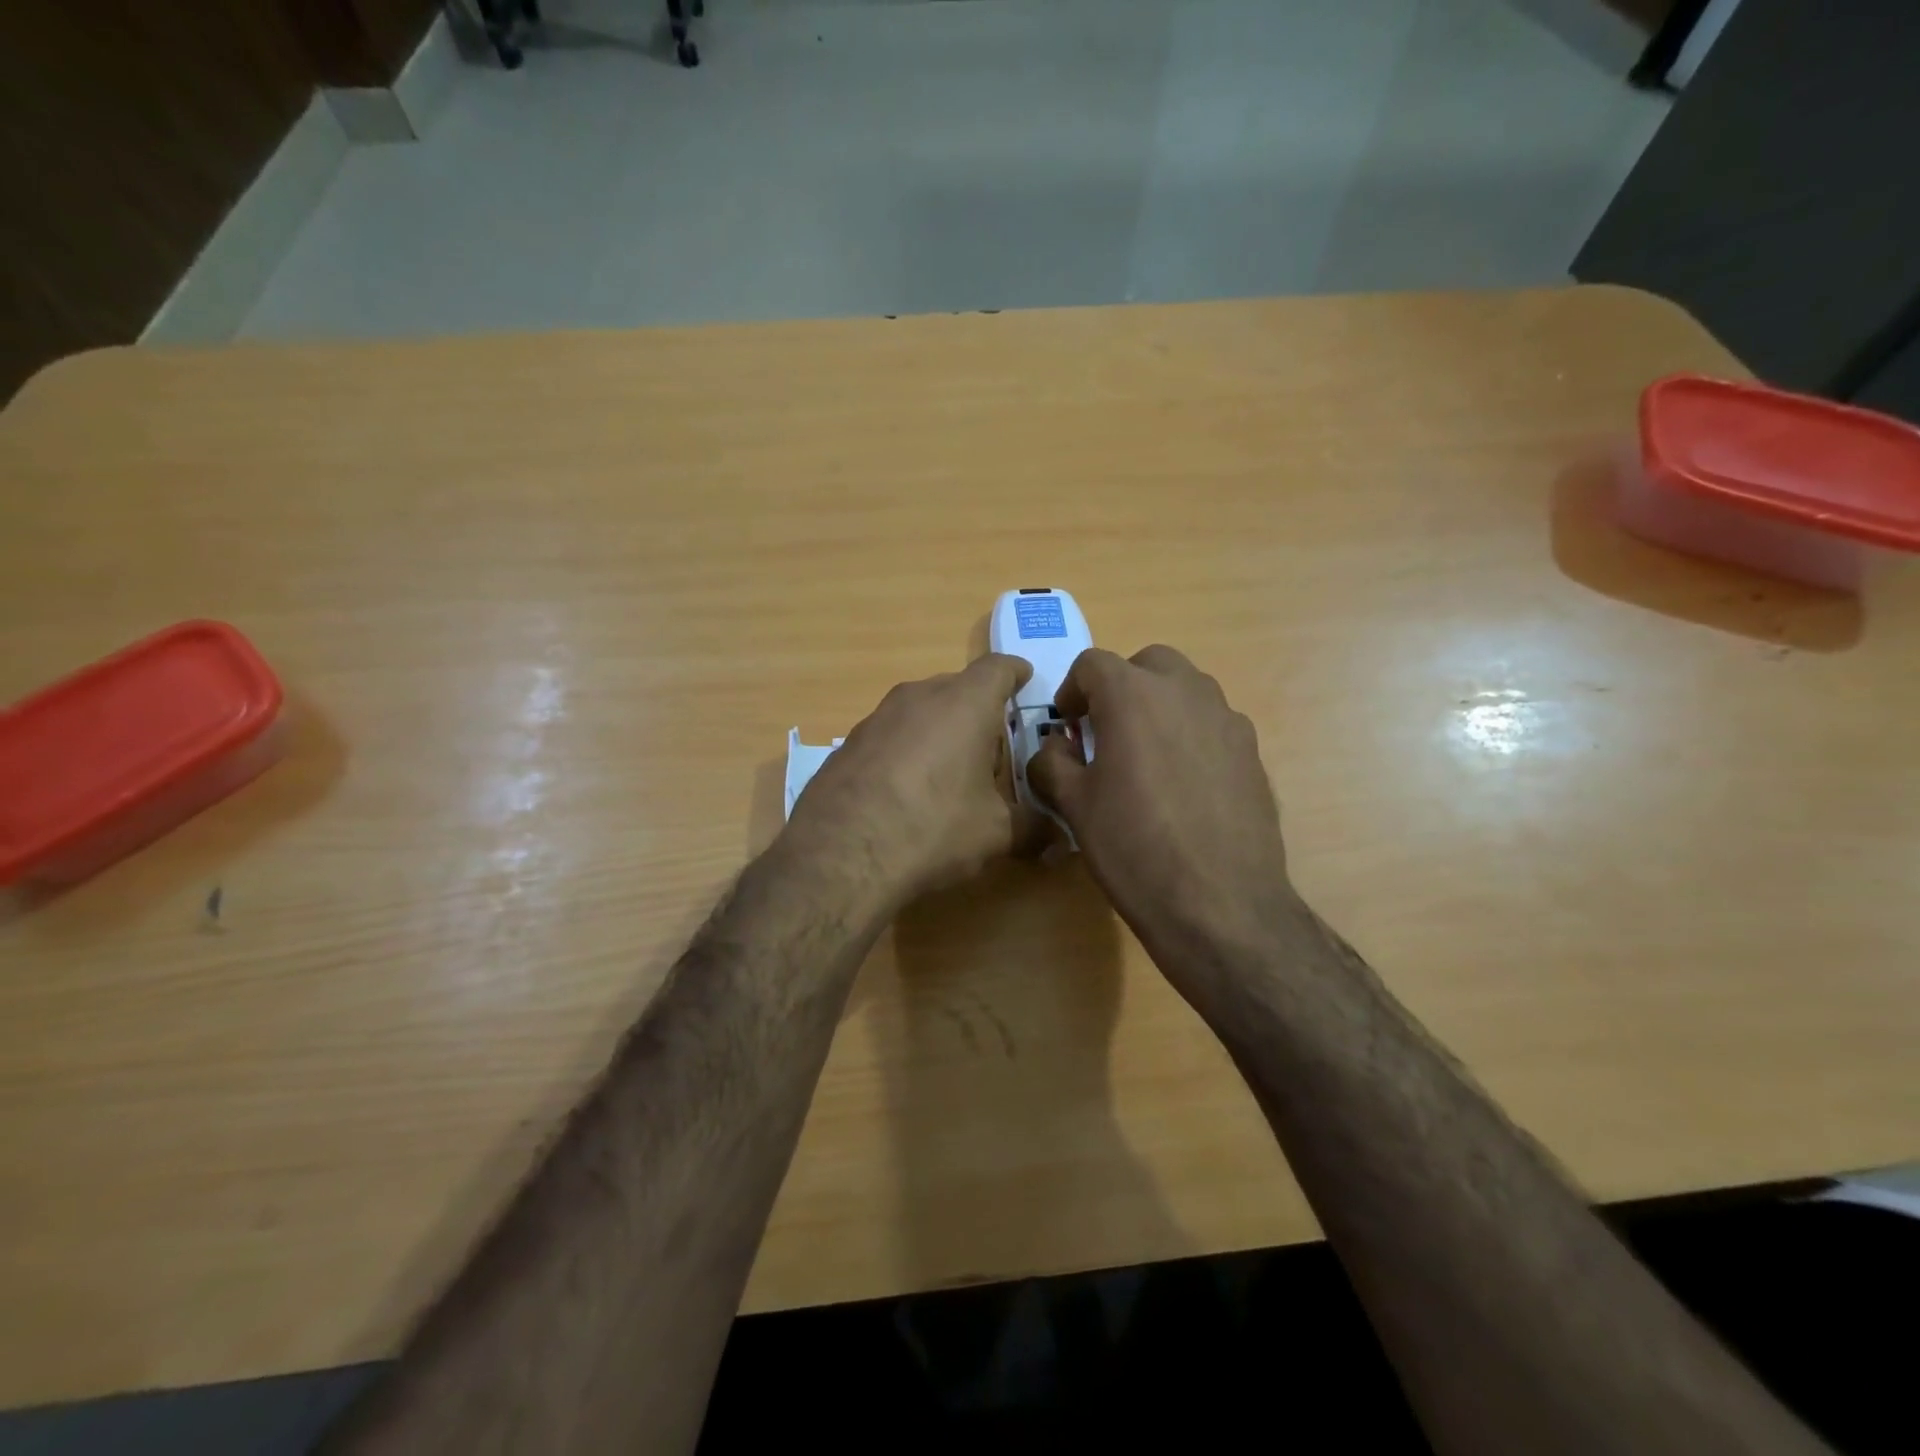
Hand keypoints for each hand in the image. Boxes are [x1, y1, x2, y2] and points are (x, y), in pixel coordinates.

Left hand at [785, 654, 1043, 908]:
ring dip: (939, 731)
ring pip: (920, 711)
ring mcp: (876, 717)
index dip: (1015, 673)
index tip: (1025, 679)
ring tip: (948, 774)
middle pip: (957, 689)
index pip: (998, 668)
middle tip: (992, 750)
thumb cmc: (933, 828)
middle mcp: (918, 697)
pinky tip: (905, 791)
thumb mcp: (995, 834)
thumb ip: (1033, 828)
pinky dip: (906, 751)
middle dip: (978, 711)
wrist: (840, 854)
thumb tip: (1058, 838)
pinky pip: (890, 735)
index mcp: (964, 704)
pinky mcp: (847, 744)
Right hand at [1027, 645, 1296, 987]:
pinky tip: (1184, 785)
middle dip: (1120, 687)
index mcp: (1133, 696)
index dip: (1071, 690)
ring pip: (1185, 690)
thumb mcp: (1074, 806)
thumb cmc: (1134, 848)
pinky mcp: (1252, 751)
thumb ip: (1051, 763)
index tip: (1067, 726)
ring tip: (1146, 757)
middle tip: (1105, 731)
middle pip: (1147, 664)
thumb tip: (1055, 749)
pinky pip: (1212, 724)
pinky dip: (1190, 734)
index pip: (1092, 664)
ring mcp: (1227, 719)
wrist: (1221, 903)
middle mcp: (1185, 692)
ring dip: (1158, 706)